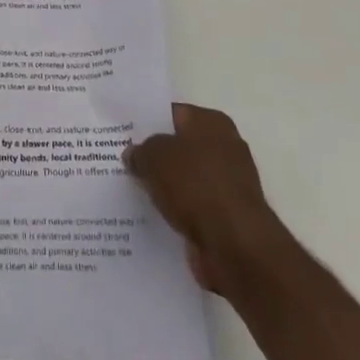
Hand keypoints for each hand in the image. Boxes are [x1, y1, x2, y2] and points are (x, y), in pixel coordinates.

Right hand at [125, 103, 286, 296]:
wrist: (235, 246)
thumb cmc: (196, 186)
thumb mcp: (154, 156)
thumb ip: (141, 150)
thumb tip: (135, 154)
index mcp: (212, 122)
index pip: (173, 113)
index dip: (148, 122)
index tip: (124, 133)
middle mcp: (225, 147)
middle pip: (180, 147)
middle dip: (156, 156)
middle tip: (124, 162)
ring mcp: (229, 184)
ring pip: (186, 179)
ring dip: (166, 186)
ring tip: (132, 191)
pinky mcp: (228, 217)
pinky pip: (193, 207)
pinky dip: (178, 212)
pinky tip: (153, 217)